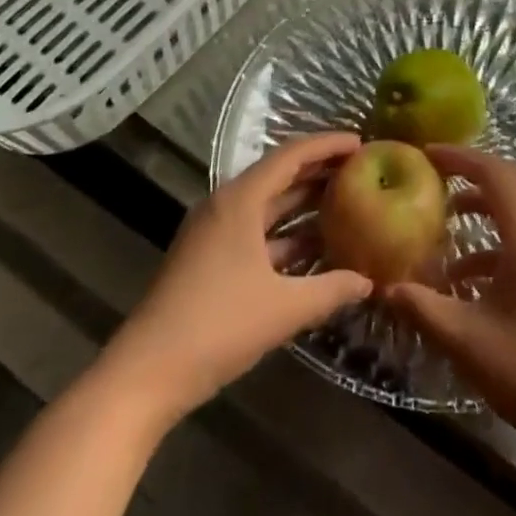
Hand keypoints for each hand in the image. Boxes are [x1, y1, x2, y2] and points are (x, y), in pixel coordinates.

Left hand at [99, 132, 371, 425]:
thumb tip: (368, 282)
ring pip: (267, 206)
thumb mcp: (284, 308)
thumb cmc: (218, 326)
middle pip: (278, 176)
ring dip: (303, 204)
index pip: (291, 156)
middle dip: (318, 171)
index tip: (361, 142)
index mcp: (240, 200)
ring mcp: (214, 233)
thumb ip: (331, 289)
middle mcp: (225, 205)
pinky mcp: (209, 259)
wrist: (147, 372)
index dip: (327, 146)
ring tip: (345, 202)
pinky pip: (256, 232)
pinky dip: (285, 235)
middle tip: (360, 169)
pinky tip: (313, 248)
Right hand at [387, 146, 515, 439]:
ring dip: (485, 202)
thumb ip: (421, 306)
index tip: (425, 154)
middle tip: (434, 175)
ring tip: (447, 216)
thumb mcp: (464, 339)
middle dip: (472, 171)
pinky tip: (466, 274)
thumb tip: (383, 286)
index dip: (459, 157)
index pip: (494, 173)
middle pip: (512, 180)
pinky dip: (496, 237)